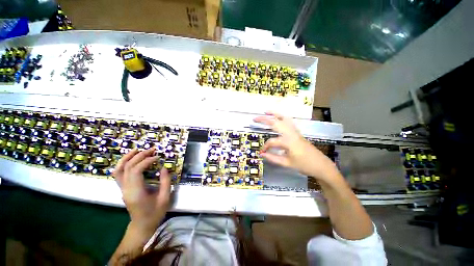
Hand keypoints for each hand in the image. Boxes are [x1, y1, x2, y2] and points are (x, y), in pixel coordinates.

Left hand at [113, 148, 170, 235]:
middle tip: (152, 150)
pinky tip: (131, 159)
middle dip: (139, 156)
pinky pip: (118, 174)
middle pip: (127, 167)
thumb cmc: (155, 213)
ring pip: (119, 169)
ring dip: (127, 157)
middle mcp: (126, 189)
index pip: (136, 171)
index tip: (157, 157)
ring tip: (137, 149)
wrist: (142, 225)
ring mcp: (122, 189)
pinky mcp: (123, 189)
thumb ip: (165, 182)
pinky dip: (123, 164)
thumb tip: (163, 168)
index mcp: (136, 192)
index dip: (146, 161)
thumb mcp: (165, 198)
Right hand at [254, 112, 338, 181]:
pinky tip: (278, 117)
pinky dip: (282, 117)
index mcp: (288, 141)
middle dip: (264, 119)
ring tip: (266, 111)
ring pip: (284, 118)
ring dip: (274, 114)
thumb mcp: (287, 163)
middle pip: (276, 122)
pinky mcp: (297, 133)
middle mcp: (291, 133)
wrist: (321, 165)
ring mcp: (295, 131)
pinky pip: (289, 122)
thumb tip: (262, 154)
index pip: (272, 142)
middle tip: (255, 118)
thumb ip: (273, 158)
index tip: (262, 152)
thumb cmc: (304, 165)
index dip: (265, 147)